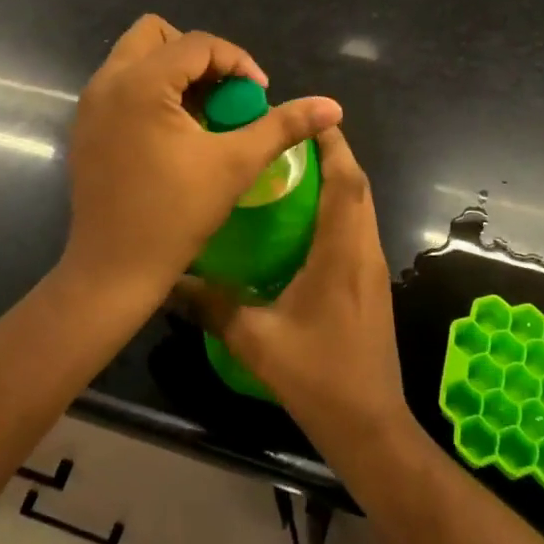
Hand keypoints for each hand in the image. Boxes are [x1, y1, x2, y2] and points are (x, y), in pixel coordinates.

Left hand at [61, 15, 341, 312]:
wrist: (112, 272)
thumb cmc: (175, 216)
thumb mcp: (236, 165)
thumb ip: (283, 126)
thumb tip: (333, 105)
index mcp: (140, 83)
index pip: (197, 43)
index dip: (238, 62)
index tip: (259, 96)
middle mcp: (107, 82)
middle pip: (156, 34)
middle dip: (198, 56)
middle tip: (224, 93)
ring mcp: (91, 104)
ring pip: (137, 58)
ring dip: (176, 72)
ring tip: (204, 113)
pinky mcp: (86, 126)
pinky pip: (123, 84)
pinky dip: (153, 91)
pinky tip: (177, 133)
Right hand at [183, 127, 410, 450]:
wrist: (371, 426)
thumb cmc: (318, 377)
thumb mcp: (257, 342)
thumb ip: (213, 306)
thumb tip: (171, 280)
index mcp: (342, 253)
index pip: (346, 182)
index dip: (332, 145)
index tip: (308, 117)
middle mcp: (364, 250)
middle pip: (357, 186)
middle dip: (332, 153)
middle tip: (290, 137)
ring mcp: (372, 267)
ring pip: (360, 205)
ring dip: (337, 179)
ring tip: (294, 166)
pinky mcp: (372, 282)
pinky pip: (358, 227)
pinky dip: (338, 206)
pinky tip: (304, 218)